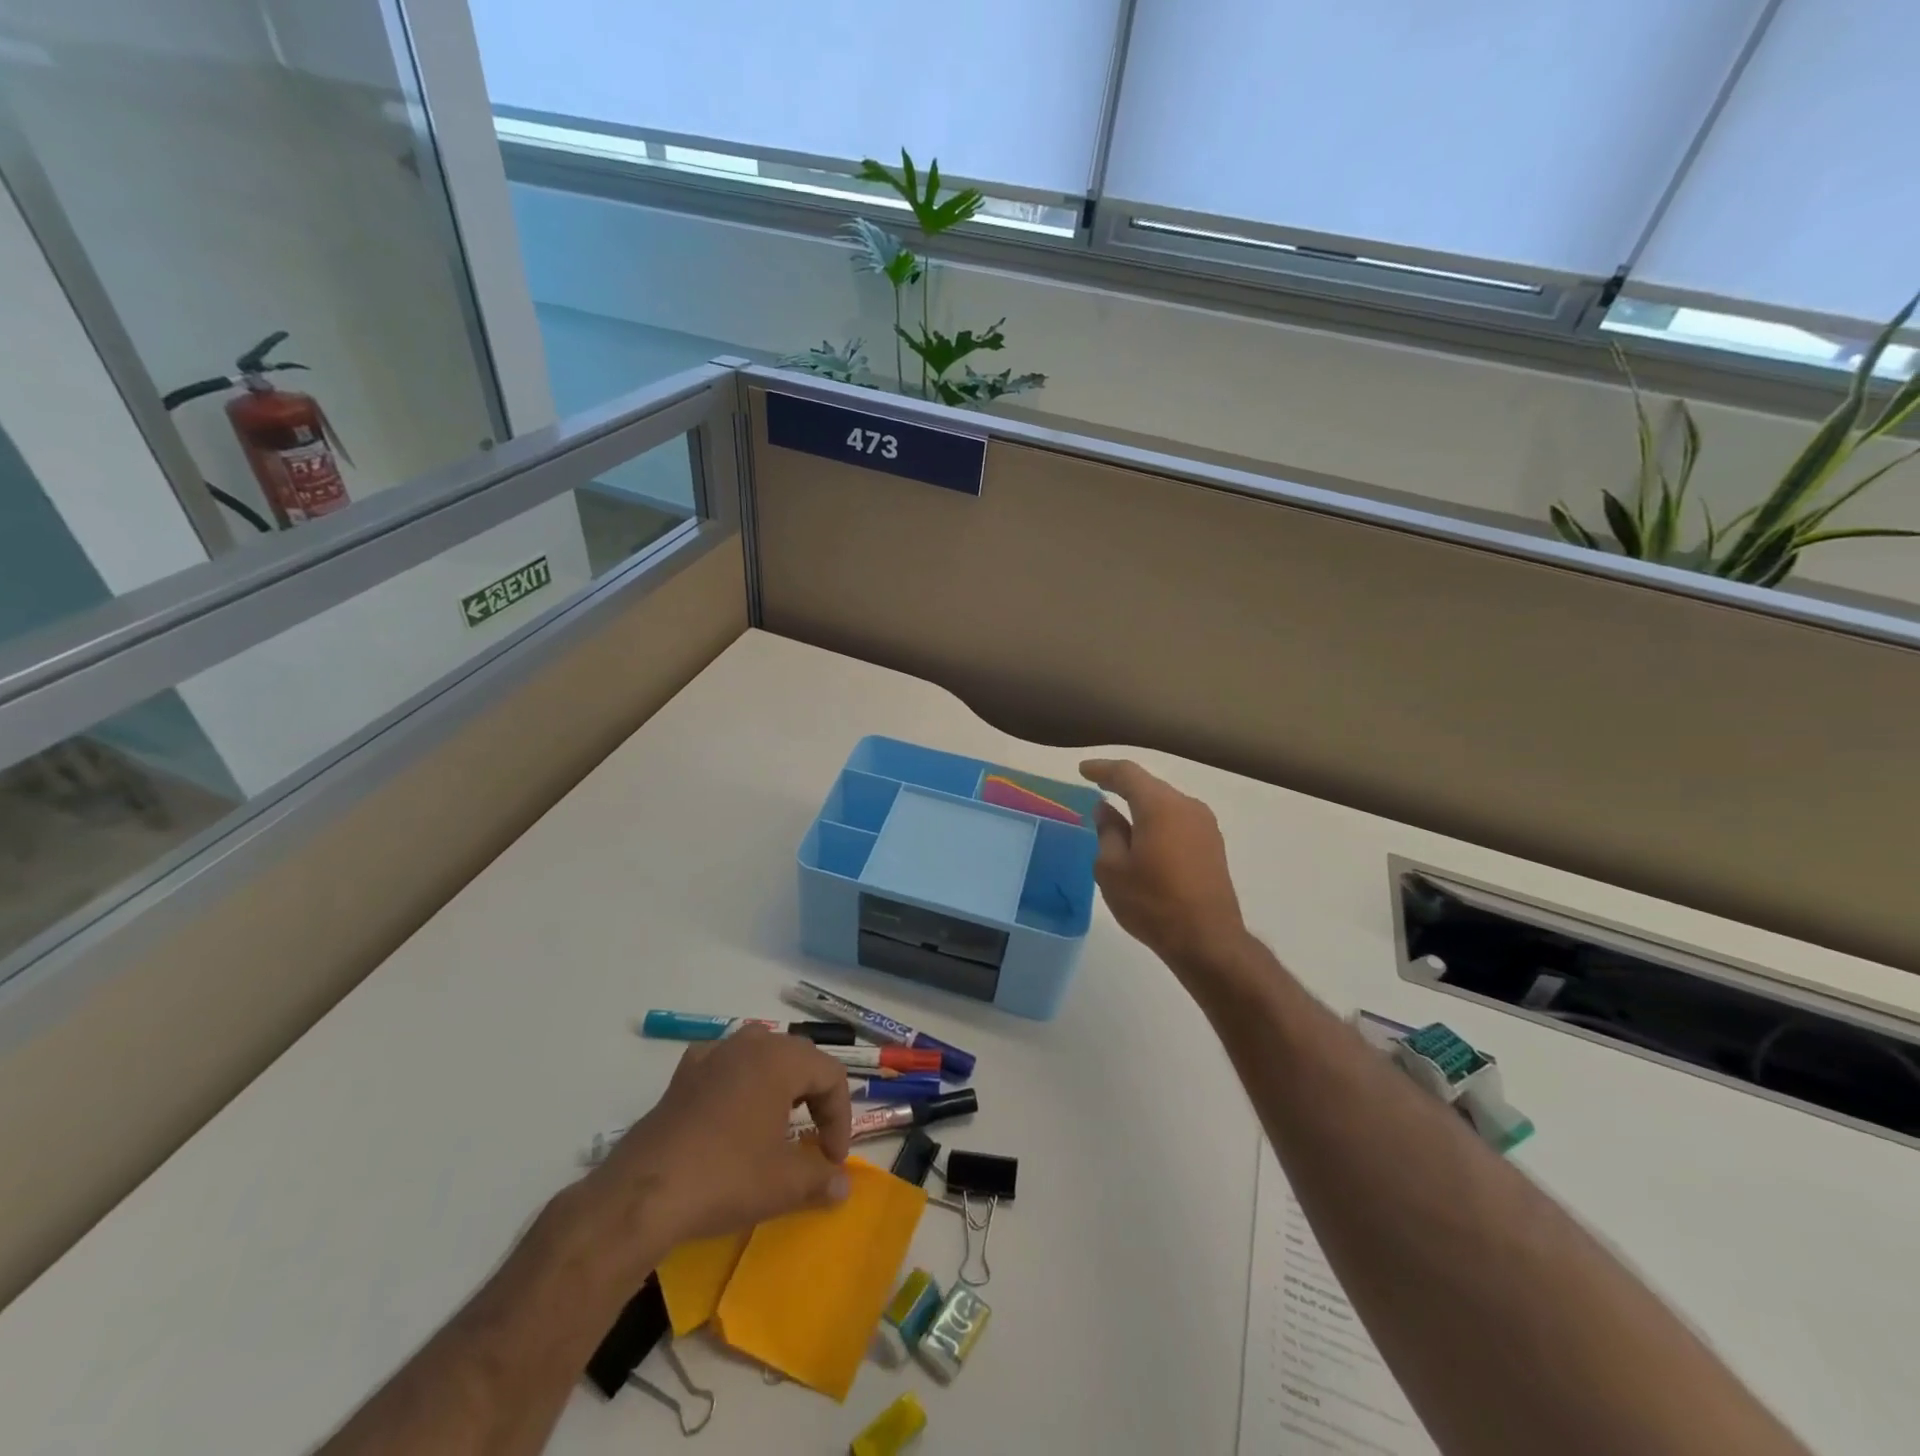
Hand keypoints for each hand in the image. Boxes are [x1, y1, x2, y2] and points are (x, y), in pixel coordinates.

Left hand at [591, 1028, 852, 1251]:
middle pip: (800, 1058)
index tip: (833, 1160)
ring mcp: (712, 1055)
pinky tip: (732, 1108)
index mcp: (781, 1059)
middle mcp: (750, 1044)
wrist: (643, 1194)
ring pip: (761, 1053)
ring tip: (780, 1119)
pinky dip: (738, 1081)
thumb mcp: (783, 1184)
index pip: (831, 1075)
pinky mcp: (683, 1076)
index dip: (841, 1118)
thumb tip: (844, 1186)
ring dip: (779, 1083)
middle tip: (815, 1139)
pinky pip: (724, 1065)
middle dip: (815, 1097)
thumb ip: (821, 1180)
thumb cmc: (725, 1178)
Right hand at [1081, 758, 1247, 975]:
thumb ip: (1108, 832)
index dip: (1102, 769)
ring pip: (1165, 804)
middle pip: (1149, 786)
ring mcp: (1205, 826)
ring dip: (1141, 805)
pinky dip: (1157, 821)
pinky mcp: (1212, 846)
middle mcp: (1187, 806)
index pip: (1127, 774)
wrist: (1208, 940)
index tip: (1083, 770)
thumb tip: (1106, 809)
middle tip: (1097, 788)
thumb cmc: (1152, 903)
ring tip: (1118, 816)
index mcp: (1160, 806)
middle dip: (1122, 785)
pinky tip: (1144, 837)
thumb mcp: (1112, 869)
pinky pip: (1178, 821)